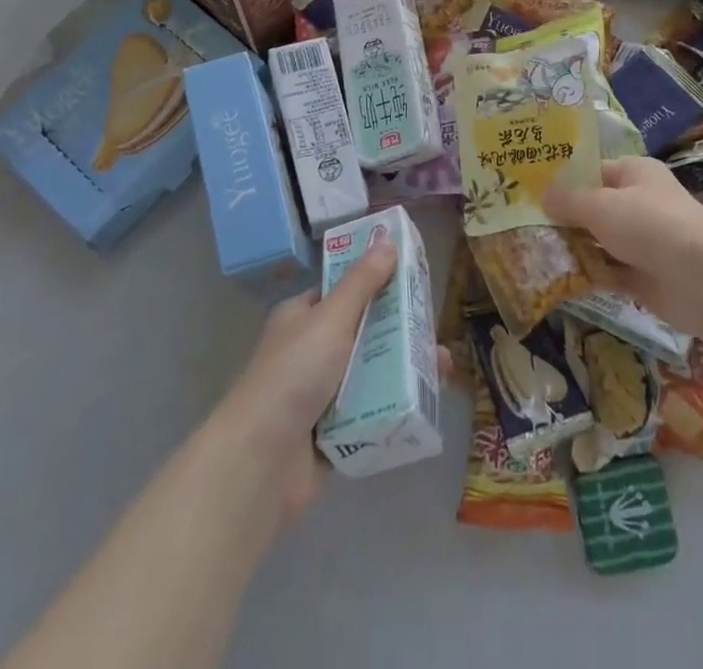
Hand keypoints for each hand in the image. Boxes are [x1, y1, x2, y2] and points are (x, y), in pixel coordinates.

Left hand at [211, 239, 449, 526]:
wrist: (260, 462)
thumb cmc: (293, 374)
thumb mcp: (331, 318)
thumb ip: (362, 282)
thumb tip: (386, 239)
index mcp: (302, 318)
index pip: (344, 291)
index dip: (377, 283)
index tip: (414, 281)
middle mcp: (310, 352)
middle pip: (364, 333)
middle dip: (401, 332)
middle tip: (436, 330)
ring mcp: (321, 396)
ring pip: (371, 374)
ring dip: (404, 371)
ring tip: (442, 370)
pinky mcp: (332, 435)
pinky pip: (371, 414)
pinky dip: (394, 409)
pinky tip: (427, 405)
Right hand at [544, 156, 702, 335]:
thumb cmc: (649, 224)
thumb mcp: (601, 205)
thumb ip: (569, 200)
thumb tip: (542, 194)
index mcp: (635, 173)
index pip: (593, 171)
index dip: (563, 180)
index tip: (530, 192)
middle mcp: (641, 203)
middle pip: (594, 208)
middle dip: (564, 218)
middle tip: (524, 226)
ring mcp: (645, 242)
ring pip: (600, 242)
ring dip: (574, 248)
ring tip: (534, 252)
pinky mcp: (646, 277)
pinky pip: (610, 272)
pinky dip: (589, 274)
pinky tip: (559, 278)